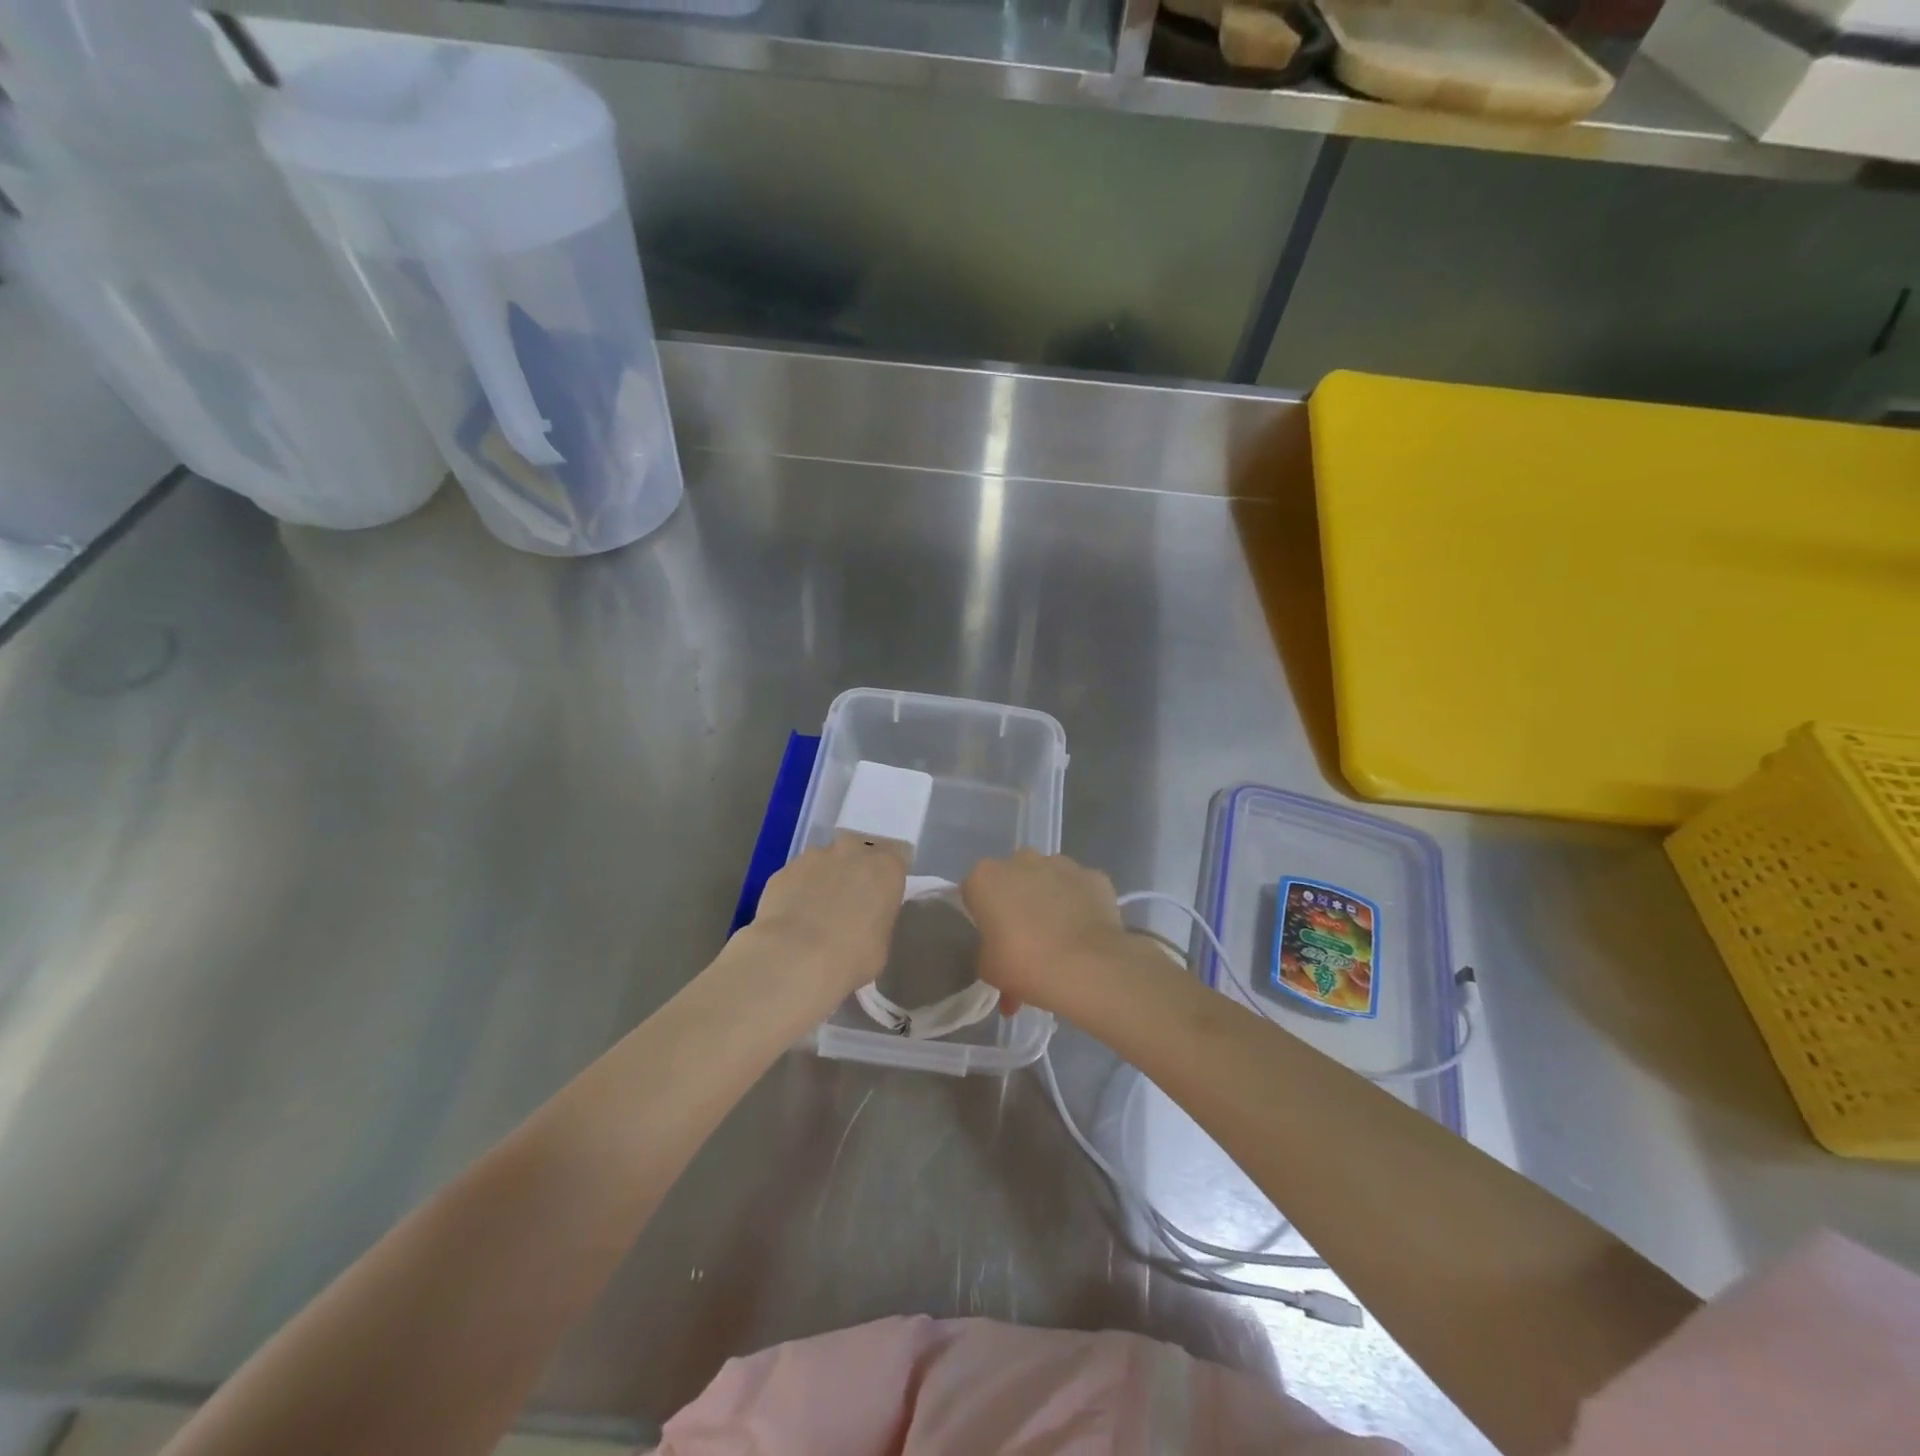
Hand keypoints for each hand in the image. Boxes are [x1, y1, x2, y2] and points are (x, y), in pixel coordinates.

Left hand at [746, 836, 906, 1002]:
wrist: (796, 958)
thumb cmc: (853, 956)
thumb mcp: (882, 944)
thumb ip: (877, 920)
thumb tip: (865, 920)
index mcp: (886, 868)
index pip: (895, 860)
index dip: (885, 879)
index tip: (879, 898)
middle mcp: (853, 852)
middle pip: (857, 852)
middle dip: (853, 870)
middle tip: (847, 901)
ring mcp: (814, 857)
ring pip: (823, 862)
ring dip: (822, 879)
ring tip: (814, 913)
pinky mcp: (783, 870)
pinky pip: (796, 877)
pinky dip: (796, 891)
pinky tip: (791, 918)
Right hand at [962, 850, 1130, 1013]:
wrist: (1087, 969)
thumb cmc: (1025, 965)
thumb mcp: (988, 968)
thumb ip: (987, 950)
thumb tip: (999, 949)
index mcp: (985, 877)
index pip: (974, 891)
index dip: (982, 916)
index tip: (992, 938)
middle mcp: (1021, 860)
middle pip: (1012, 878)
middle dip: (1016, 902)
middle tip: (1024, 940)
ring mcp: (1061, 864)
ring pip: (1048, 879)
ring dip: (1049, 900)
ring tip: (1059, 940)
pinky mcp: (1094, 875)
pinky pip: (1080, 889)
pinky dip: (1080, 905)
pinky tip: (1084, 934)